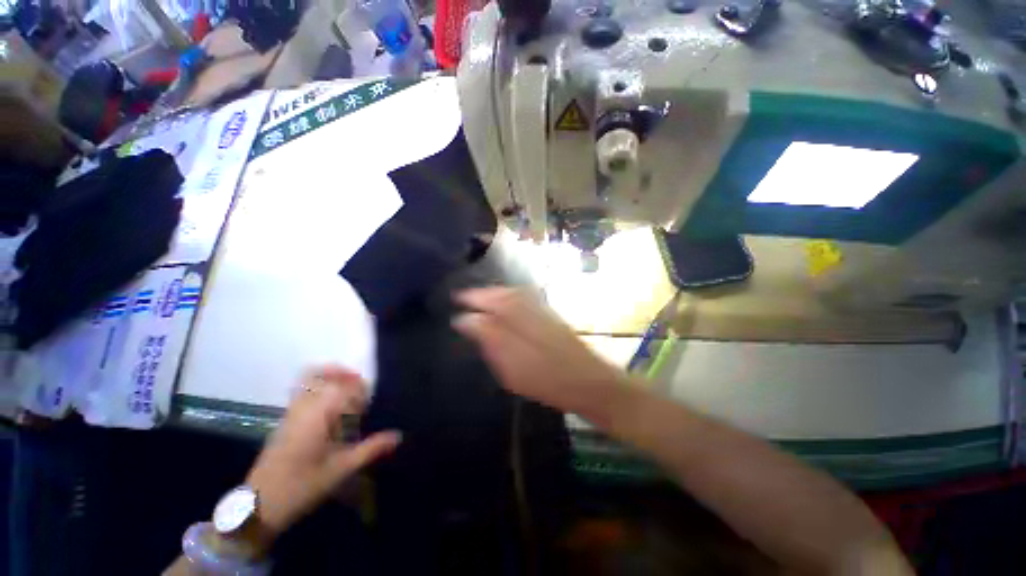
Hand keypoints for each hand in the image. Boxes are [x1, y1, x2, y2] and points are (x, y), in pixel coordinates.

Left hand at [245, 366, 400, 541]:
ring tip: (347, 391)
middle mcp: (303, 407)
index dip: (361, 389)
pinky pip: (301, 391)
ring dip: (330, 378)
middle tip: (360, 389)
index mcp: (318, 415)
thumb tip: (398, 436)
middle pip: (323, 374)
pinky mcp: (284, 420)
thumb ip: (371, 449)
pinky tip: (330, 407)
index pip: (344, 386)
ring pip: (309, 380)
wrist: (257, 506)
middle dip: (345, 376)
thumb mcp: (341, 470)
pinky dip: (318, 387)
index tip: (369, 403)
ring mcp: (290, 412)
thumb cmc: (302, 486)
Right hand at [453, 287, 627, 418]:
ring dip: (495, 296)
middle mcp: (528, 302)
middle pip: (500, 291)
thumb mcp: (510, 361)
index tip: (454, 299)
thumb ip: (487, 336)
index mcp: (516, 310)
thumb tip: (464, 318)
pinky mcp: (549, 317)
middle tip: (465, 299)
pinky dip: (510, 302)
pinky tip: (505, 311)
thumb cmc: (546, 375)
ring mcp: (541, 308)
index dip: (470, 298)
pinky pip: (523, 302)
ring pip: (512, 295)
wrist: (588, 381)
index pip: (486, 297)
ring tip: (481, 303)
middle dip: (482, 294)